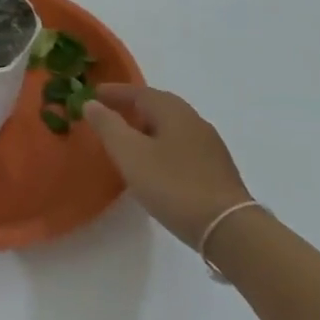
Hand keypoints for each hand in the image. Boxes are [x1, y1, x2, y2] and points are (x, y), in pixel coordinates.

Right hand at [84, 84, 252, 247]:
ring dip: (147, 127)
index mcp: (172, 110)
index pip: (138, 92)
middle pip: (157, 105)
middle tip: (109, 115)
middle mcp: (193, 119)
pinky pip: (180, 144)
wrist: (228, 227)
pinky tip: (155, 164)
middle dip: (132, 107)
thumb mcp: (130, 154)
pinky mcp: (215, 168)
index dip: (114, 92)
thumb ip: (108, 126)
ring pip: (170, 126)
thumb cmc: (173, 185)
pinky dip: (161, 144)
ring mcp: (208, 144)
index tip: (93, 94)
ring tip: (128, 140)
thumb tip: (92, 103)